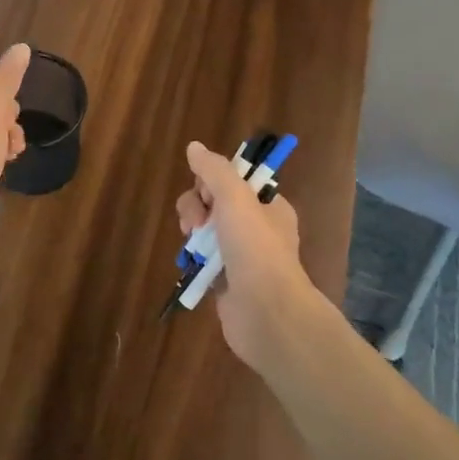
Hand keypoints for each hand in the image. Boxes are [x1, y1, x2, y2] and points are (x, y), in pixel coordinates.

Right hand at [175, 141, 317, 370]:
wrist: (266, 312)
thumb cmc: (256, 249)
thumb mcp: (236, 198)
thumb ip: (214, 170)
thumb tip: (194, 147)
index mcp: (268, 206)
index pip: (234, 180)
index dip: (213, 182)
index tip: (208, 195)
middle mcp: (256, 228)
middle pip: (214, 203)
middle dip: (197, 207)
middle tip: (196, 223)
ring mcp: (240, 255)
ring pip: (205, 230)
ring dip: (192, 231)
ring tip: (192, 244)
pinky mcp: (225, 279)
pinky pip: (203, 258)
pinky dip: (194, 257)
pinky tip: (190, 263)